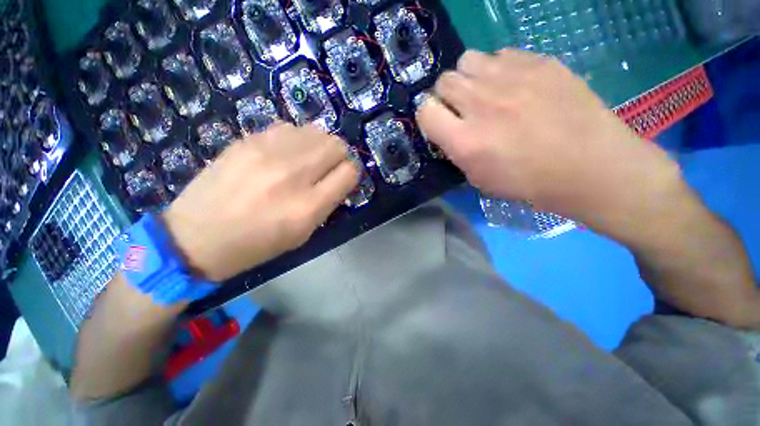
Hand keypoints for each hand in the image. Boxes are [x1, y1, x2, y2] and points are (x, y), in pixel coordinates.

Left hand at [163, 124, 358, 281]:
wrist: (196, 236)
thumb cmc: (257, 244)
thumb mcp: (303, 233)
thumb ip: (327, 203)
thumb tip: (340, 177)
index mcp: (308, 206)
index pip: (349, 172)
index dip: (351, 174)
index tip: (343, 178)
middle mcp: (293, 175)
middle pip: (336, 145)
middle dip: (339, 156)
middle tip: (328, 167)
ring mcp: (268, 153)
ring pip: (316, 131)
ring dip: (319, 145)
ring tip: (307, 159)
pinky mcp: (247, 140)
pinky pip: (289, 128)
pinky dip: (296, 139)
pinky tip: (284, 153)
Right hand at [416, 49, 684, 233]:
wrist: (588, 165)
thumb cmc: (528, 181)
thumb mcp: (479, 178)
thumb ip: (457, 151)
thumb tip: (449, 130)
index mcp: (465, 140)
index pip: (425, 111)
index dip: (428, 115)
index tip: (439, 122)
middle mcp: (481, 104)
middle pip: (443, 81)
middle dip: (447, 95)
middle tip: (463, 108)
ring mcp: (511, 78)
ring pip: (468, 61)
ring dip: (469, 78)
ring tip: (486, 92)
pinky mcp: (538, 62)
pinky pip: (500, 55)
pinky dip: (498, 70)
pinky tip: (514, 85)